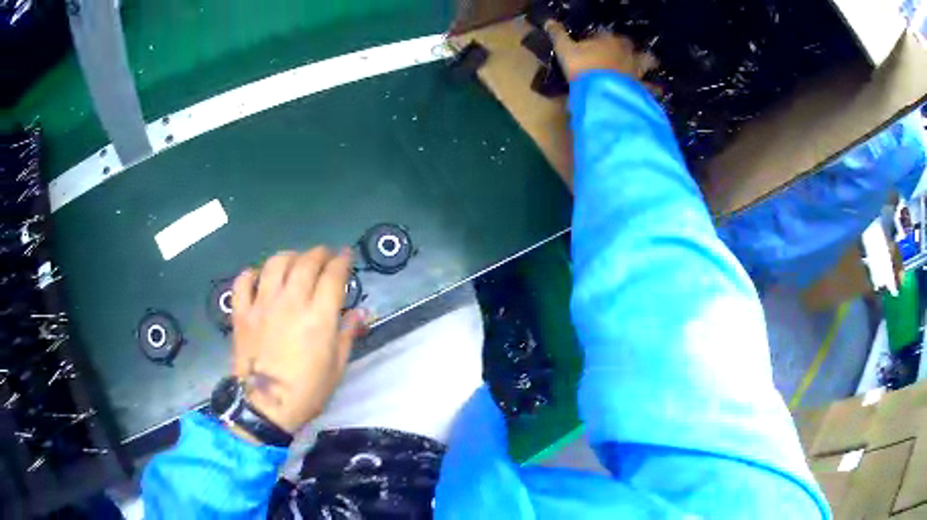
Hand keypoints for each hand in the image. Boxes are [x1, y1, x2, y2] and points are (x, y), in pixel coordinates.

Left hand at [230, 247, 365, 434]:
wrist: (265, 406)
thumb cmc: (307, 391)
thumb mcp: (336, 367)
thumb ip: (347, 334)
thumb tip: (360, 312)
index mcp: (318, 317)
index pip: (333, 275)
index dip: (342, 261)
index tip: (346, 255)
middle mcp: (290, 302)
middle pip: (306, 262)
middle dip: (319, 253)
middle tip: (325, 255)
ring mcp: (262, 305)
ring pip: (275, 264)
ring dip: (289, 256)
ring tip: (295, 260)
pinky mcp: (241, 312)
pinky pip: (243, 281)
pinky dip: (252, 274)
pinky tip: (259, 277)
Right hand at [545, 20, 656, 81]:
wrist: (602, 93)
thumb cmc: (582, 67)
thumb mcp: (565, 50)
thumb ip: (558, 35)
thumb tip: (548, 21)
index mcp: (607, 39)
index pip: (604, 33)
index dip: (600, 36)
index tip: (596, 39)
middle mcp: (625, 51)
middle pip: (628, 44)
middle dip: (626, 46)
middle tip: (623, 49)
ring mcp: (635, 69)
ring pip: (646, 61)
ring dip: (648, 61)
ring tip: (649, 64)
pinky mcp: (641, 86)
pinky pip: (651, 87)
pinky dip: (654, 88)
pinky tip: (658, 90)